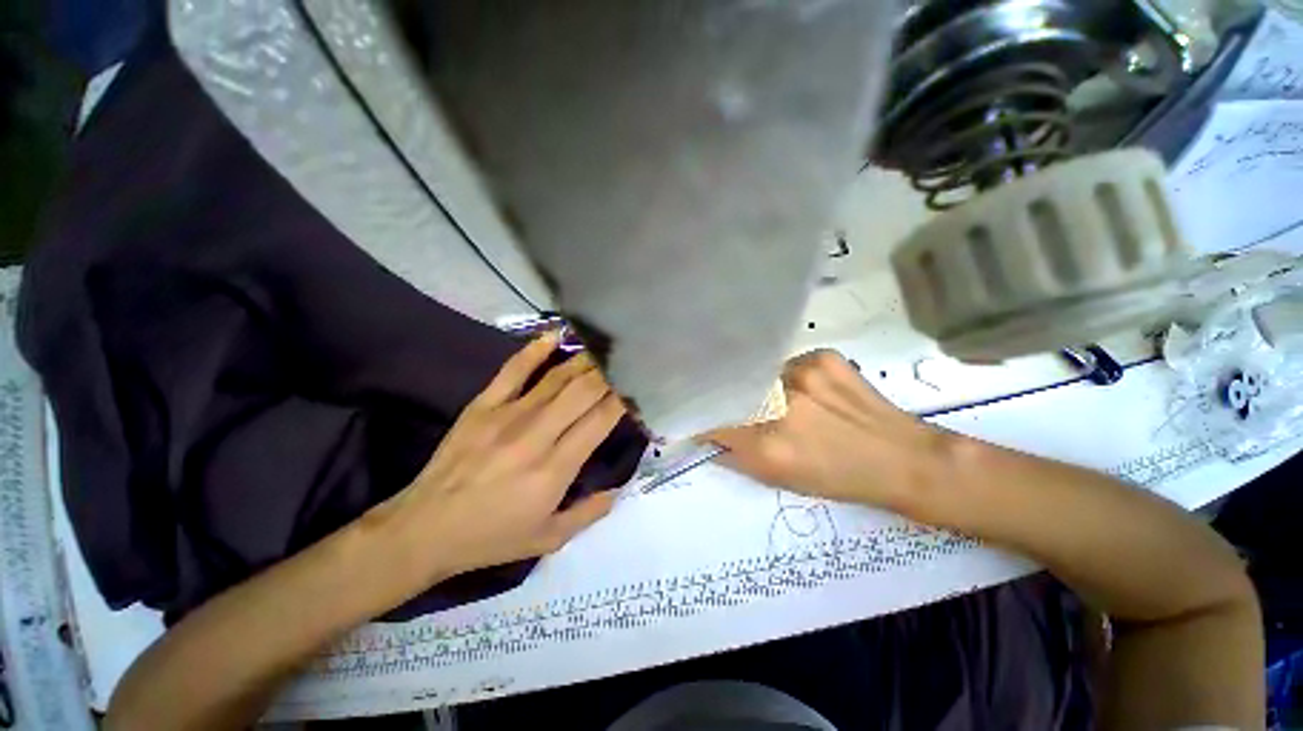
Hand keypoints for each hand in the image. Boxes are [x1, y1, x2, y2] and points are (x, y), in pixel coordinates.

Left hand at [371, 333, 626, 590]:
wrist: (425, 529)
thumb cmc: (492, 537)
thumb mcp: (549, 539)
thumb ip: (590, 513)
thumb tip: (619, 488)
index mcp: (556, 468)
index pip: (601, 420)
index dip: (623, 400)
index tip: (636, 388)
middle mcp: (537, 434)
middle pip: (583, 392)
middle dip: (609, 374)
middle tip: (625, 362)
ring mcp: (508, 415)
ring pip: (557, 378)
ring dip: (584, 361)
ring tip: (604, 349)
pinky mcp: (484, 405)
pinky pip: (514, 370)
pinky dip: (535, 349)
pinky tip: (555, 334)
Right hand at [703, 350, 953, 516]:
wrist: (901, 458)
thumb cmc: (838, 478)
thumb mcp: (780, 478)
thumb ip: (738, 456)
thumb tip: (712, 436)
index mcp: (768, 445)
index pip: (713, 422)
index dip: (703, 419)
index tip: (699, 418)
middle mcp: (779, 403)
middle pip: (733, 392)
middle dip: (731, 400)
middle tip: (744, 408)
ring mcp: (802, 374)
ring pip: (761, 374)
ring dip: (765, 387)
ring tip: (788, 401)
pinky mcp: (823, 356)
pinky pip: (789, 363)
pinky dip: (790, 376)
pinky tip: (812, 390)